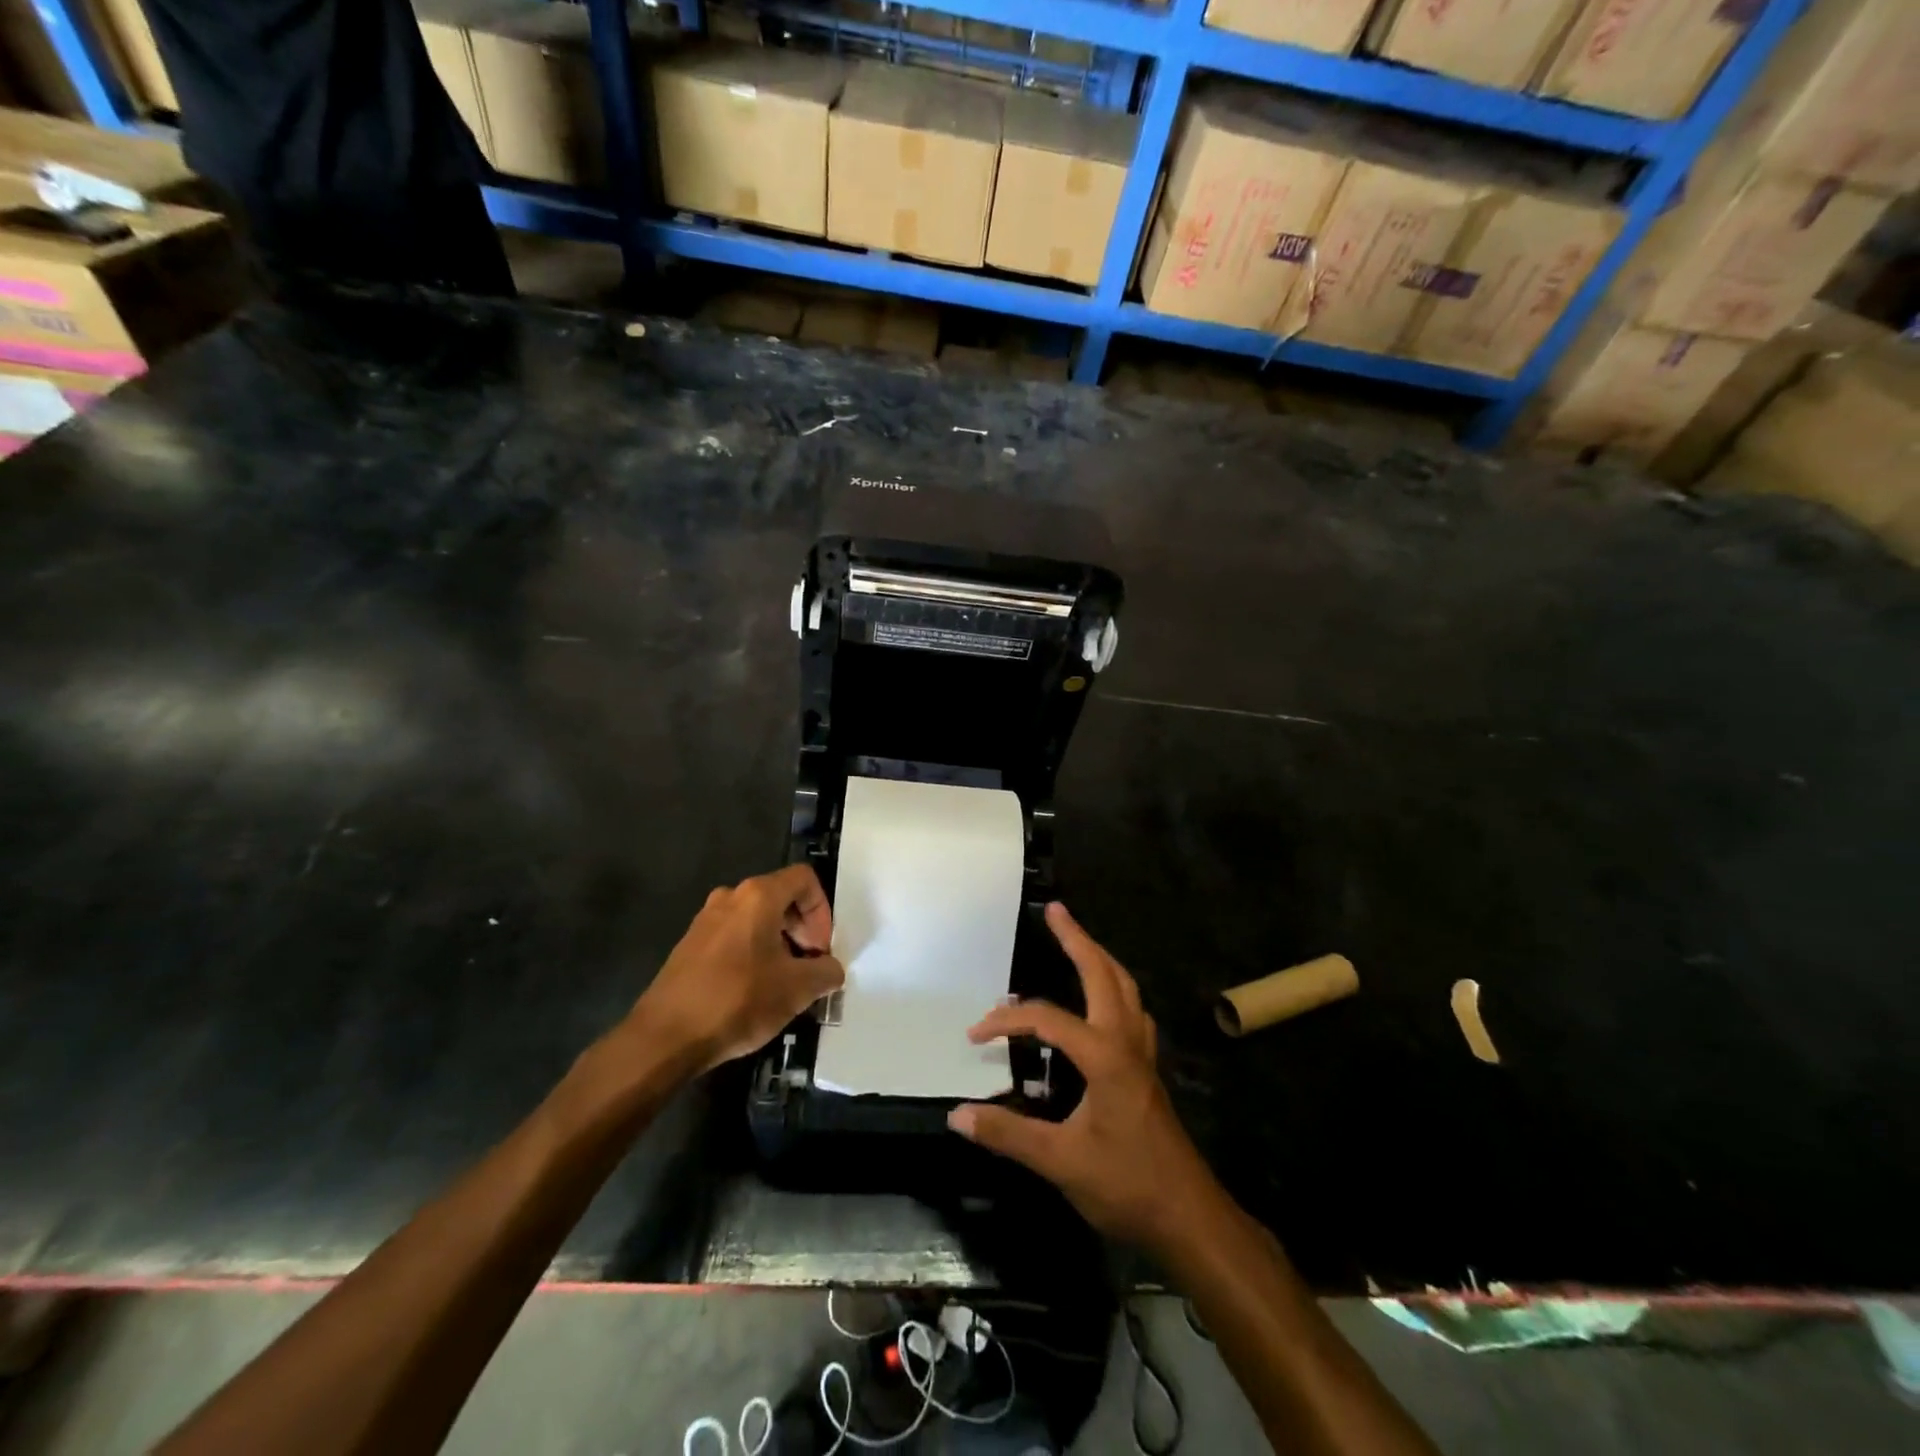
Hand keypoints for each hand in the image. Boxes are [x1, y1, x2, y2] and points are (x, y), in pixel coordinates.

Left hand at [629, 864, 844, 1073]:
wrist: (664, 1037)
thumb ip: (826, 972)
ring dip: (779, 944)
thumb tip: (831, 969)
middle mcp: (730, 897)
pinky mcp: (689, 945)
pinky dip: (753, 953)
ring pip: (756, 919)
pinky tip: (753, 991)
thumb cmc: (737, 1001)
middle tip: (809, 967)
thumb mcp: (797, 989)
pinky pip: (734, 936)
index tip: (821, 950)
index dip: (822, 911)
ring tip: (784, 983)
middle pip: (781, 897)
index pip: (804, 880)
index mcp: (758, 896)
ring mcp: (705, 920)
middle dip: (803, 930)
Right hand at [948, 903, 1217, 1252]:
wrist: (1189, 1217)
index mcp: (1104, 1055)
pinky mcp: (1147, 1070)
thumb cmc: (1126, 1184)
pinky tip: (1103, 1003)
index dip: (1007, 1022)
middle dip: (1077, 939)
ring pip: (1125, 988)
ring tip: (1078, 942)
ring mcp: (1142, 1054)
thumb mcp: (1060, 1161)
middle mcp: (1126, 1041)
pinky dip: (1114, 991)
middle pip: (1103, 974)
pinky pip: (1131, 1011)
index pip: (1047, 1020)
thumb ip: (1008, 1134)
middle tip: (1055, 911)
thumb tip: (957, 1114)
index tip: (975, 1034)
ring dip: (1100, 960)